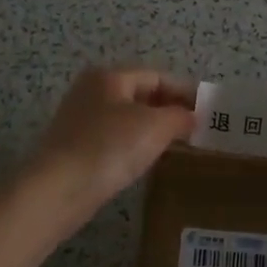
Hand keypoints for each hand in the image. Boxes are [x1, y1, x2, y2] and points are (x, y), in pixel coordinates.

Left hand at [29, 67, 196, 215]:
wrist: (58, 189)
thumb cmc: (110, 147)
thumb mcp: (156, 126)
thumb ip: (180, 116)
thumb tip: (191, 117)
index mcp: (109, 76)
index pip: (157, 76)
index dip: (185, 92)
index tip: (209, 112)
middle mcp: (92, 91)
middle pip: (141, 95)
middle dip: (170, 110)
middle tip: (197, 131)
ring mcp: (80, 120)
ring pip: (128, 118)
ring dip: (153, 130)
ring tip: (178, 147)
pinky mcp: (75, 148)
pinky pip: (114, 139)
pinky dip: (134, 146)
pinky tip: (146, 162)